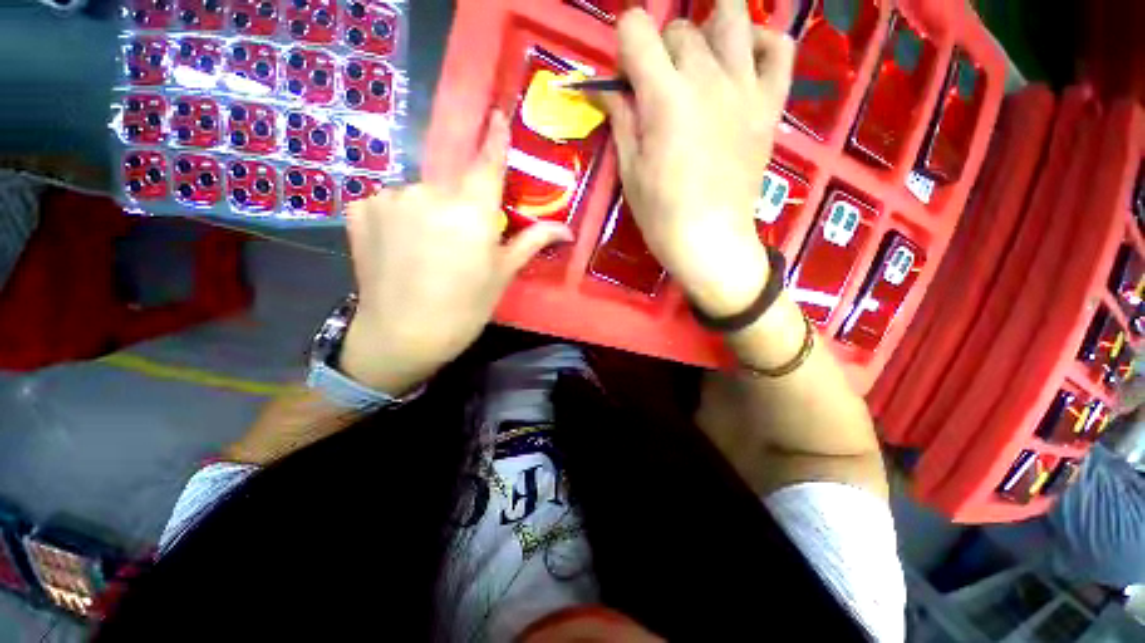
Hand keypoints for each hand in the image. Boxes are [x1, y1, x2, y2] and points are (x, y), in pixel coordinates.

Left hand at [340, 112, 572, 392]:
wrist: (402, 336)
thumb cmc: (464, 308)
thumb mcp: (502, 275)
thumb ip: (532, 241)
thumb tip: (568, 230)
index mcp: (471, 212)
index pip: (488, 163)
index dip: (494, 139)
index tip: (496, 115)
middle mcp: (430, 194)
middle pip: (453, 185)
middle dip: (460, 206)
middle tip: (458, 243)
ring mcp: (390, 198)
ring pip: (421, 194)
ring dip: (428, 213)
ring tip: (426, 251)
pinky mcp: (360, 208)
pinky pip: (390, 202)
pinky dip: (399, 218)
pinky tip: (398, 247)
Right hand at [599, 1, 794, 316]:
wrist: (710, 241)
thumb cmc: (661, 214)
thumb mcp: (629, 170)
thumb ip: (621, 119)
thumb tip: (608, 89)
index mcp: (664, 97)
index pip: (637, 29)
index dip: (625, 46)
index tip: (626, 79)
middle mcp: (706, 78)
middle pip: (680, 28)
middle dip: (660, 50)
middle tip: (657, 89)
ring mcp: (745, 88)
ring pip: (732, 17)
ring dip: (708, 29)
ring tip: (698, 61)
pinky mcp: (769, 105)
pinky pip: (780, 49)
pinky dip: (762, 42)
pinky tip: (743, 59)